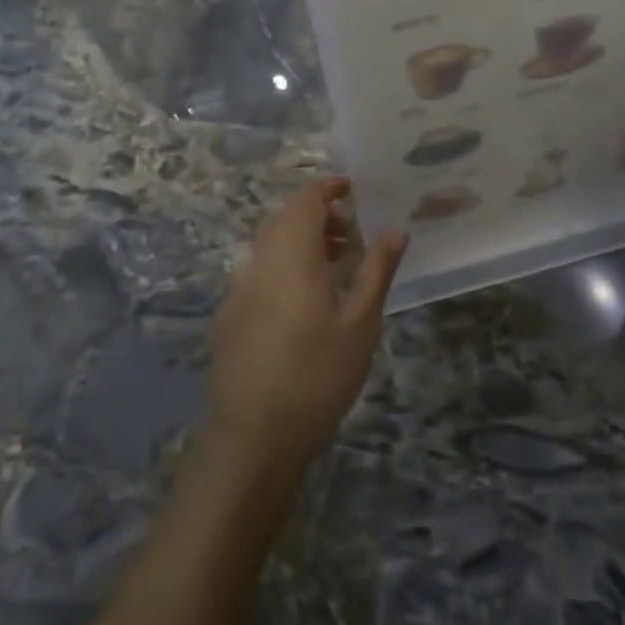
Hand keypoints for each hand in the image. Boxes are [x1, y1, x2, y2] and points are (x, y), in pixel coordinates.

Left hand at [205, 179, 406, 478]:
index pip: (305, 200)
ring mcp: (239, 288)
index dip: (327, 188)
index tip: (352, 189)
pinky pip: (259, 270)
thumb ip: (377, 271)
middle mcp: (260, 262)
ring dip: (301, 240)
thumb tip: (395, 231)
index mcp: (292, 256)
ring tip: (335, 265)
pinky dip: (283, 264)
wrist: (254, 436)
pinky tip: (304, 300)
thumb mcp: (361, 324)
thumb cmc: (318, 375)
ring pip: (270, 244)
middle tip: (351, 234)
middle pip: (285, 218)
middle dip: (318, 215)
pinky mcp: (229, 315)